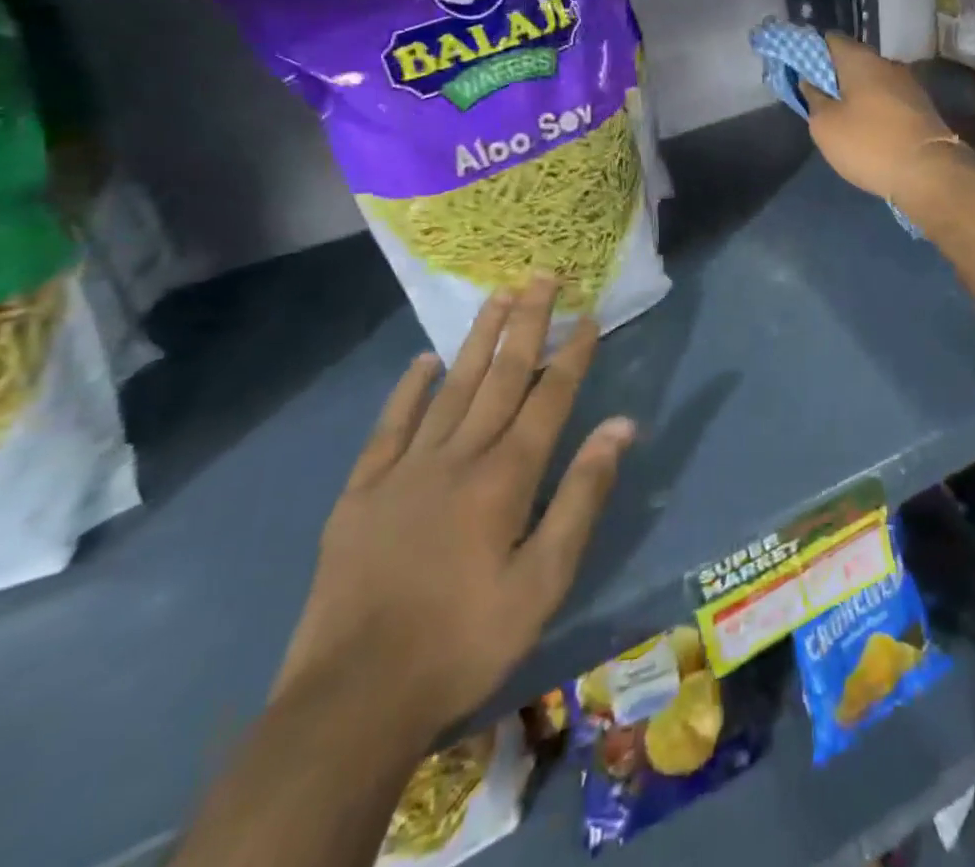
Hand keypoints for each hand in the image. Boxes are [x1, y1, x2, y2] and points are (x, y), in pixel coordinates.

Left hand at [273, 278, 633, 735]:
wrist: (353, 699)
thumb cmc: (466, 640)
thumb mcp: (544, 580)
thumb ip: (583, 495)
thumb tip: (621, 426)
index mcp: (506, 476)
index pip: (550, 397)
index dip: (573, 354)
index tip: (588, 316)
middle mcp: (459, 456)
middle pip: (502, 375)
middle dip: (527, 322)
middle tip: (542, 275)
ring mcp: (405, 469)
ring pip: (452, 386)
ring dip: (479, 338)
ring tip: (497, 295)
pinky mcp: (362, 491)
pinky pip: (390, 426)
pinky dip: (409, 389)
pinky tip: (423, 361)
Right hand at [801, 33, 965, 211]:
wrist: (929, 172)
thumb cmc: (869, 143)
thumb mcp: (825, 125)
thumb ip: (813, 98)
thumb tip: (810, 82)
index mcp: (860, 59)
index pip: (829, 40)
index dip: (810, 51)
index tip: (798, 71)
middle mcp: (887, 64)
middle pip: (852, 60)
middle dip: (833, 75)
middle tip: (815, 98)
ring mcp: (908, 85)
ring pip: (872, 81)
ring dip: (854, 94)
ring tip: (839, 117)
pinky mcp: (920, 107)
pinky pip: (887, 99)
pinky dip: (872, 108)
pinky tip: (865, 129)